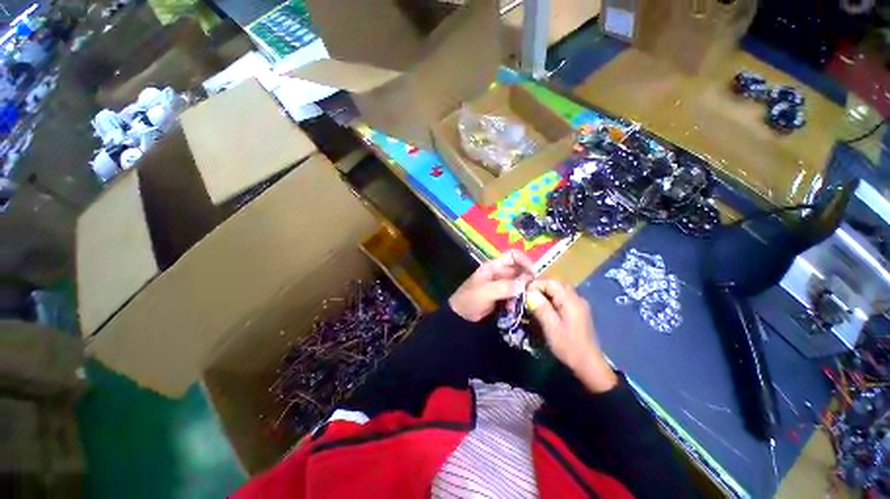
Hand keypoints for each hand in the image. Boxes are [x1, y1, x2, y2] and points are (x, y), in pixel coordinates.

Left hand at [449, 250, 534, 321]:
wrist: (461, 317)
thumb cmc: (470, 299)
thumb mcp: (485, 292)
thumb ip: (504, 287)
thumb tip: (523, 285)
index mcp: (493, 266)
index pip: (513, 256)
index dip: (525, 261)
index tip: (534, 274)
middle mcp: (499, 273)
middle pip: (519, 270)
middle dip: (527, 279)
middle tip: (533, 292)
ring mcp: (501, 285)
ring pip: (519, 283)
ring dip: (523, 291)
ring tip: (524, 301)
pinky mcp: (503, 296)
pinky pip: (516, 294)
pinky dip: (519, 299)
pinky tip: (517, 307)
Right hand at [527, 280, 617, 392]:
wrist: (588, 364)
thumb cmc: (568, 347)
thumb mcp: (551, 328)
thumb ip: (541, 308)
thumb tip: (529, 293)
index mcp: (571, 301)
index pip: (551, 282)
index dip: (536, 284)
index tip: (524, 294)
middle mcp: (577, 298)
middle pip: (556, 283)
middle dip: (540, 286)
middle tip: (527, 296)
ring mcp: (579, 304)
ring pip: (559, 289)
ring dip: (545, 291)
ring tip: (533, 300)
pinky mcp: (577, 310)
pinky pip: (562, 296)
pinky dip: (551, 297)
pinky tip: (544, 306)